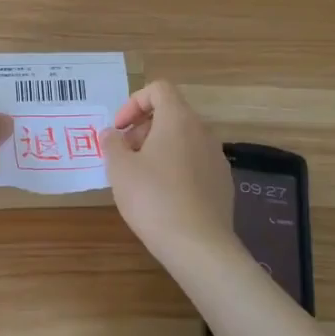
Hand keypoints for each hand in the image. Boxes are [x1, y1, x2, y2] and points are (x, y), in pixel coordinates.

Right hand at [101, 82, 237, 266]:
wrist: (199, 246)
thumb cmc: (153, 198)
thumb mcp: (120, 169)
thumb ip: (112, 144)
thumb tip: (112, 133)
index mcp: (178, 119)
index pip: (159, 89)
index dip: (134, 102)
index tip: (119, 129)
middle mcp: (202, 131)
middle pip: (171, 114)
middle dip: (143, 129)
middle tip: (125, 155)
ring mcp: (216, 157)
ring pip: (183, 140)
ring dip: (159, 149)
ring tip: (141, 179)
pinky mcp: (222, 182)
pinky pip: (195, 163)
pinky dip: (176, 168)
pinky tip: (164, 198)